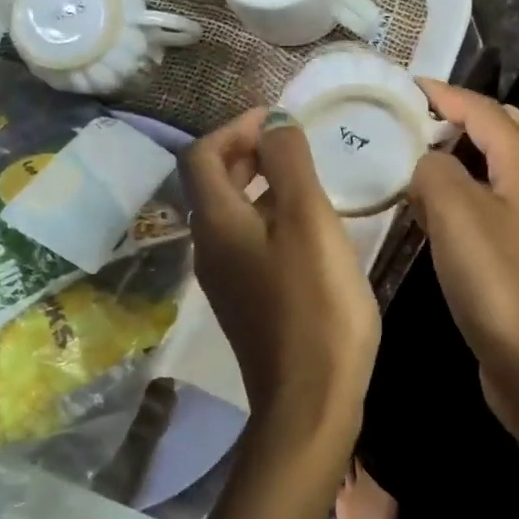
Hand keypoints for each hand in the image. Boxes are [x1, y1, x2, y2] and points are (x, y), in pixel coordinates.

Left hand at [179, 107, 380, 452]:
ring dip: (262, 185)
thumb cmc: (315, 304)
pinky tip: (310, 227)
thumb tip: (274, 120)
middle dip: (248, 152)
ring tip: (309, 177)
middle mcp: (209, 247)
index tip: (279, 119)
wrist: (311, 399)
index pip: (203, 154)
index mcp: (216, 223)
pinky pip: (250, 242)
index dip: (236, 127)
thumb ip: (290, 163)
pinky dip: (271, 218)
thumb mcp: (308, 222)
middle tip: (295, 141)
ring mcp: (226, 278)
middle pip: (214, 183)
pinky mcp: (248, 301)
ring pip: (234, 214)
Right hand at [409, 82, 518, 426]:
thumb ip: (434, 171)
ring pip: (504, 169)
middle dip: (470, 117)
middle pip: (510, 132)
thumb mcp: (456, 213)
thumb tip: (427, 163)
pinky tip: (439, 213)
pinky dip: (469, 193)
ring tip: (429, 156)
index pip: (485, 111)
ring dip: (471, 154)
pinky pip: (495, 205)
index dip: (447, 95)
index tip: (408, 86)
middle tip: (426, 118)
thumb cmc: (499, 282)